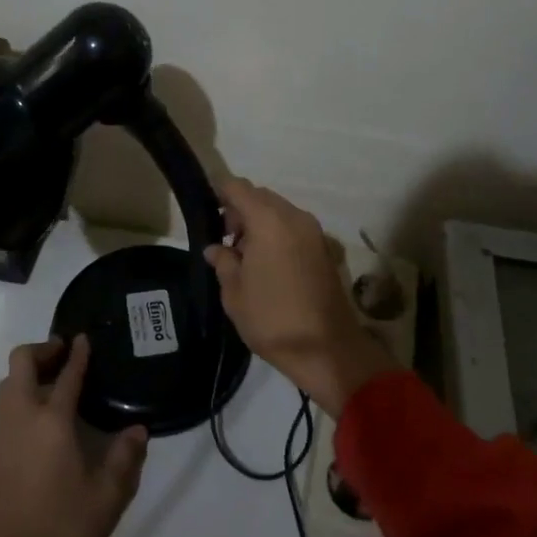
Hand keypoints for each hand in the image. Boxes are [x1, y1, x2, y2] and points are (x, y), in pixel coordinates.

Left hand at [0, 335, 147, 536]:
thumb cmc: (62, 529)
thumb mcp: (107, 497)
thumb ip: (124, 459)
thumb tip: (138, 430)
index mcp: (51, 422)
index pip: (66, 375)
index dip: (78, 354)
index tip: (84, 339)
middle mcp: (22, 419)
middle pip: (20, 364)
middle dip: (42, 350)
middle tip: (64, 353)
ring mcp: (2, 436)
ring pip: (7, 385)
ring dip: (27, 372)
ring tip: (53, 380)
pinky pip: (4, 408)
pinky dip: (20, 395)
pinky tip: (40, 416)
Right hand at [203, 179, 399, 416]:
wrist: (327, 349)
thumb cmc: (273, 319)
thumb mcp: (234, 293)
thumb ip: (223, 262)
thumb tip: (216, 248)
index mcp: (268, 220)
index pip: (237, 187)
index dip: (219, 194)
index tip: (208, 215)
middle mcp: (294, 216)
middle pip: (260, 196)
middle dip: (240, 211)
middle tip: (226, 242)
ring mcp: (314, 231)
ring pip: (279, 211)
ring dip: (260, 224)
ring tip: (246, 258)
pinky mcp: (325, 248)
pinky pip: (294, 227)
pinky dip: (278, 234)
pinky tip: (268, 265)